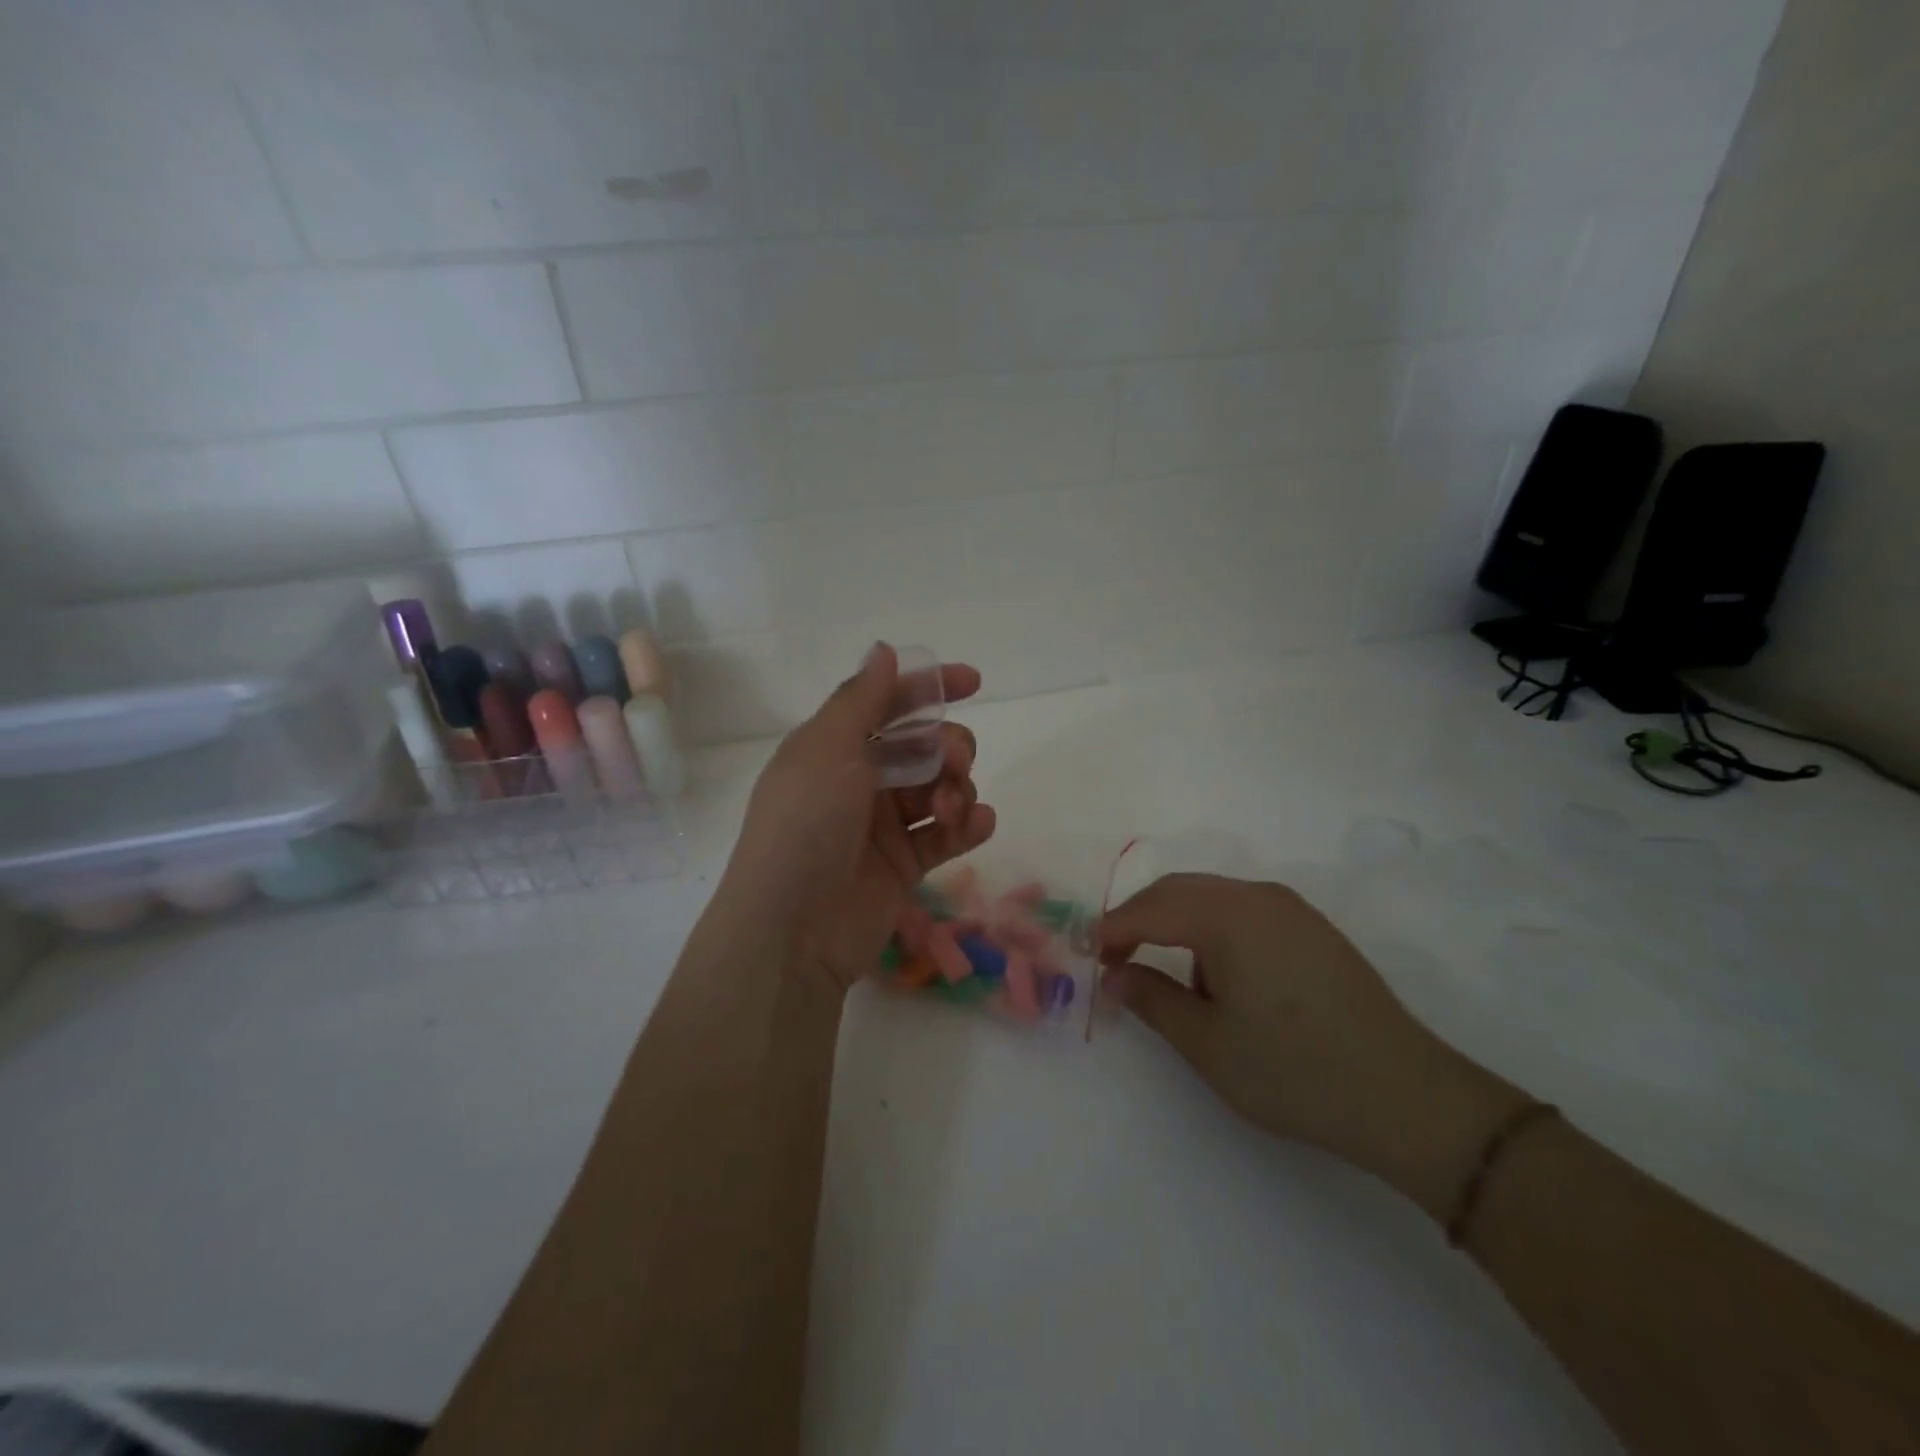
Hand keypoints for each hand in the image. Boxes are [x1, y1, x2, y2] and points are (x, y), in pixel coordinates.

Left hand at [719, 644, 996, 993]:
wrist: (793, 931)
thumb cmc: (805, 826)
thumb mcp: (826, 750)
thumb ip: (861, 699)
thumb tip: (884, 649)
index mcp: (834, 747)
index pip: (887, 704)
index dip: (929, 688)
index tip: (974, 682)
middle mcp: (859, 780)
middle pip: (923, 746)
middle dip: (949, 746)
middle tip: (954, 761)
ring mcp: (883, 825)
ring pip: (940, 788)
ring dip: (958, 788)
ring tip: (952, 810)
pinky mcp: (905, 865)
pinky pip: (946, 834)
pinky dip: (969, 825)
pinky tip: (979, 824)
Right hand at [1097, 875, 1527, 1218]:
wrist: (1407, 1097)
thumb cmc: (1294, 1071)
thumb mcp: (1207, 1043)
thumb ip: (1151, 999)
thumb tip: (1113, 974)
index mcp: (1228, 915)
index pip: (1151, 909)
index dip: (1112, 930)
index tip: (1087, 956)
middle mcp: (1258, 896)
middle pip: (1179, 890)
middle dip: (1139, 918)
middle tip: (1113, 956)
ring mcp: (1290, 908)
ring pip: (1211, 896)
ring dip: (1175, 921)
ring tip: (1160, 967)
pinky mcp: (1311, 928)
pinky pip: (1242, 909)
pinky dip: (1210, 927)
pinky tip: (1214, 970)